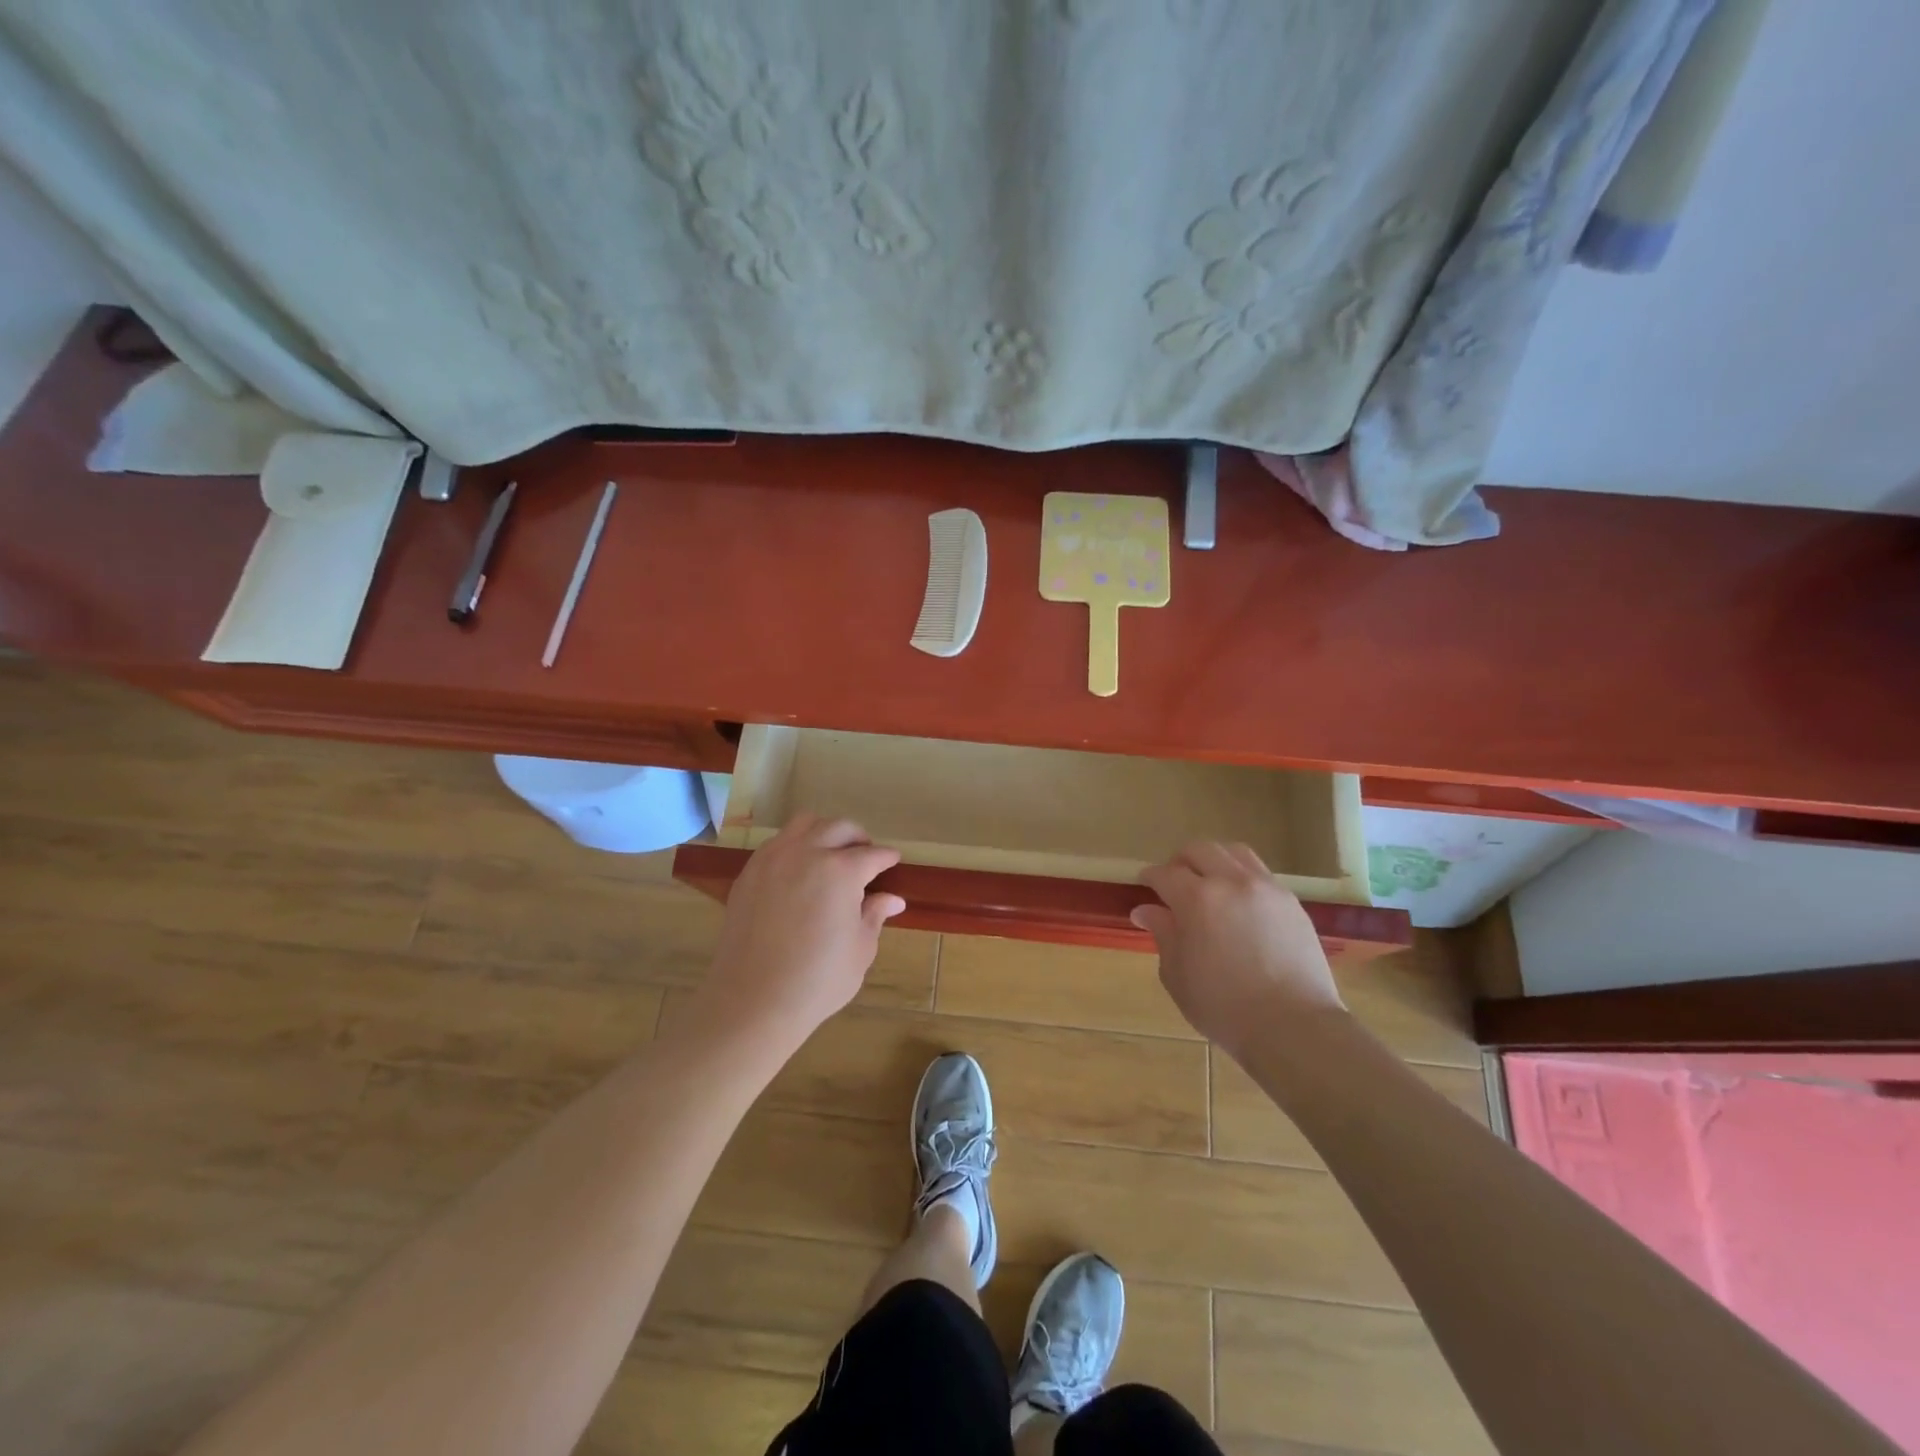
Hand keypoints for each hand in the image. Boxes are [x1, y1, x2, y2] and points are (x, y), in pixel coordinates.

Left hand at [698, 814, 906, 1050]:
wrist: (753, 1000)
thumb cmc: (817, 980)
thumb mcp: (859, 950)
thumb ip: (874, 916)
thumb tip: (892, 899)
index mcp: (841, 871)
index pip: (872, 855)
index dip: (886, 858)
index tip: (893, 861)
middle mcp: (807, 853)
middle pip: (839, 828)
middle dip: (858, 838)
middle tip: (865, 855)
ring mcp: (773, 859)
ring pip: (804, 824)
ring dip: (824, 832)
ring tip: (830, 853)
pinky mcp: (749, 873)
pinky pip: (776, 843)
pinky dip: (794, 846)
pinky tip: (799, 870)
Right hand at [1132, 841, 1343, 1052]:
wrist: (1293, 1027)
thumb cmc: (1224, 1007)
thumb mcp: (1177, 975)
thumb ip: (1163, 934)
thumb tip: (1146, 911)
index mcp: (1197, 898)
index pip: (1165, 873)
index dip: (1150, 877)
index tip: (1143, 885)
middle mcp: (1231, 882)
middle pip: (1200, 850)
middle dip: (1180, 861)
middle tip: (1173, 883)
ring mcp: (1266, 888)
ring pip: (1234, 853)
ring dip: (1214, 861)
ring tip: (1209, 884)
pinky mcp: (1291, 903)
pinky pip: (1260, 874)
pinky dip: (1242, 878)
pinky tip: (1239, 904)